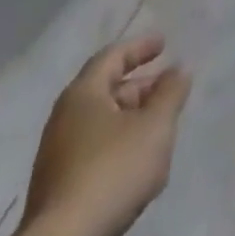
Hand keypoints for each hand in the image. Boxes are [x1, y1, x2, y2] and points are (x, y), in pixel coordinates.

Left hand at [13, 37, 190, 235]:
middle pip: (106, 90)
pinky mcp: (56, 191)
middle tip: (167, 90)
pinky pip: (93, 152)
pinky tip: (135, 165)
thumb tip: (178, 71)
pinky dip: (117, 146)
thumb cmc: (111, 172)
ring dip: (130, 119)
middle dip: (139, 87)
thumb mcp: (155, 127)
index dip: (140, 47)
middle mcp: (63, 119)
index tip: (164, 44)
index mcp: (83, 94)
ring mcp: (56, 158)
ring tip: (157, 128)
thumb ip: (171, 93)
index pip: (113, 56)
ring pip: (100, 124)